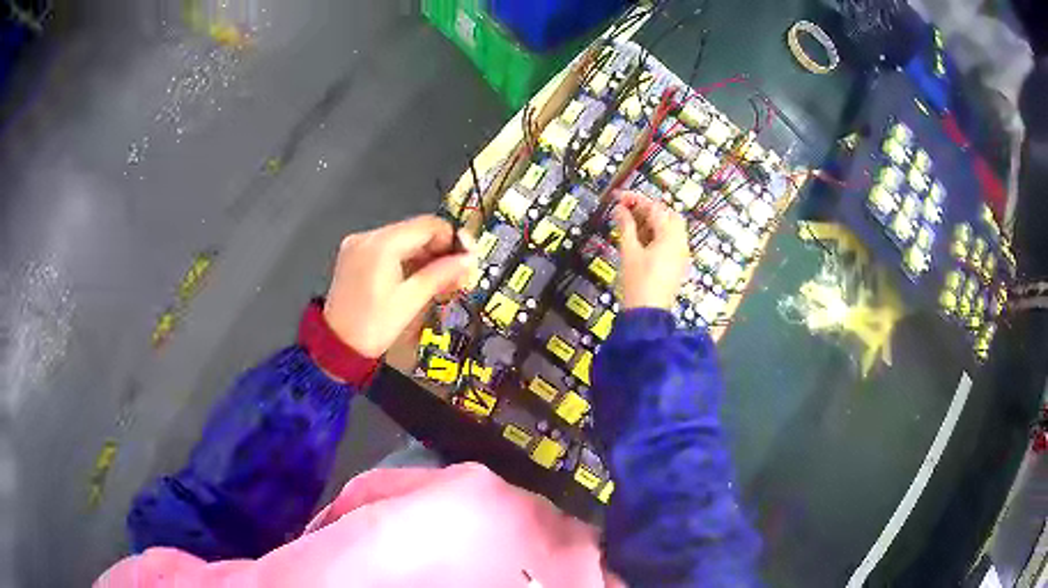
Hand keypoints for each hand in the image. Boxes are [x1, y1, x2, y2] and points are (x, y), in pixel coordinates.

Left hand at [324, 215, 475, 357]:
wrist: (336, 347)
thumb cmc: (374, 326)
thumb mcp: (411, 301)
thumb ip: (441, 274)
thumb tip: (469, 260)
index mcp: (382, 244)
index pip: (428, 225)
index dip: (453, 239)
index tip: (467, 260)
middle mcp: (368, 236)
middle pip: (416, 231)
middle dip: (440, 250)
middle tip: (457, 276)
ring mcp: (358, 244)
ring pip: (403, 239)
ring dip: (425, 256)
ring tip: (440, 282)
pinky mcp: (354, 255)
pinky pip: (388, 248)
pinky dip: (406, 259)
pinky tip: (417, 279)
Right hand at [613, 191, 690, 310]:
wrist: (647, 314)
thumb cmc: (637, 282)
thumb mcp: (629, 252)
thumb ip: (626, 227)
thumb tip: (620, 209)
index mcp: (670, 237)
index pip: (654, 209)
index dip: (635, 200)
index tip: (619, 197)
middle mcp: (680, 243)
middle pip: (668, 215)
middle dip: (649, 209)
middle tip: (628, 210)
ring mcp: (681, 255)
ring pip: (671, 229)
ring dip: (653, 222)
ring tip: (632, 225)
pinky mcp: (677, 265)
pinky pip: (671, 242)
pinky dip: (658, 235)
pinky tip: (641, 240)